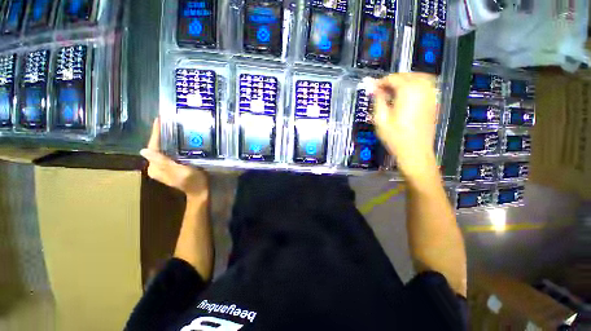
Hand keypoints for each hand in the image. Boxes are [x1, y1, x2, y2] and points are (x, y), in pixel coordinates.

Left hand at [140, 118, 208, 200]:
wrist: (200, 190)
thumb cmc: (192, 181)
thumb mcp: (179, 171)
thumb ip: (163, 162)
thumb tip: (143, 151)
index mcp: (155, 168)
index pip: (152, 148)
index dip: (155, 134)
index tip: (158, 120)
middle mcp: (156, 167)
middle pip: (156, 148)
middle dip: (160, 135)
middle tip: (167, 122)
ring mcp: (163, 167)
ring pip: (162, 150)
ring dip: (166, 139)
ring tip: (172, 127)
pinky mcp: (171, 167)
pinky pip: (169, 153)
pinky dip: (172, 145)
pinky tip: (178, 140)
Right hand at [372, 73, 438, 176]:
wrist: (415, 152)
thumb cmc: (395, 137)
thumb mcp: (381, 119)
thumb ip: (378, 100)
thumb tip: (372, 87)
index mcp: (408, 92)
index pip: (393, 78)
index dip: (381, 82)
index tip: (372, 89)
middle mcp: (422, 89)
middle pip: (407, 75)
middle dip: (393, 80)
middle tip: (381, 91)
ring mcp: (431, 95)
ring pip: (419, 77)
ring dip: (405, 80)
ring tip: (393, 92)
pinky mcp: (434, 102)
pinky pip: (427, 85)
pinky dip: (416, 85)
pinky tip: (407, 96)